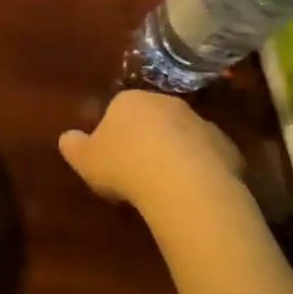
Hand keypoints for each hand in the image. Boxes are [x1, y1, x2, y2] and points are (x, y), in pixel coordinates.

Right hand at [58, 91, 243, 214]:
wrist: (184, 184)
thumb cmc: (126, 166)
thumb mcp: (86, 160)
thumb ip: (74, 146)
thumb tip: (66, 137)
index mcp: (129, 100)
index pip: (118, 108)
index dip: (114, 133)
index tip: (112, 158)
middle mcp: (165, 102)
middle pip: (152, 118)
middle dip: (147, 138)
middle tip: (139, 171)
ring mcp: (199, 122)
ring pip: (182, 135)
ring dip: (176, 153)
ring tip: (167, 186)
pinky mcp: (225, 146)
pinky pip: (208, 156)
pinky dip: (201, 169)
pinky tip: (193, 192)